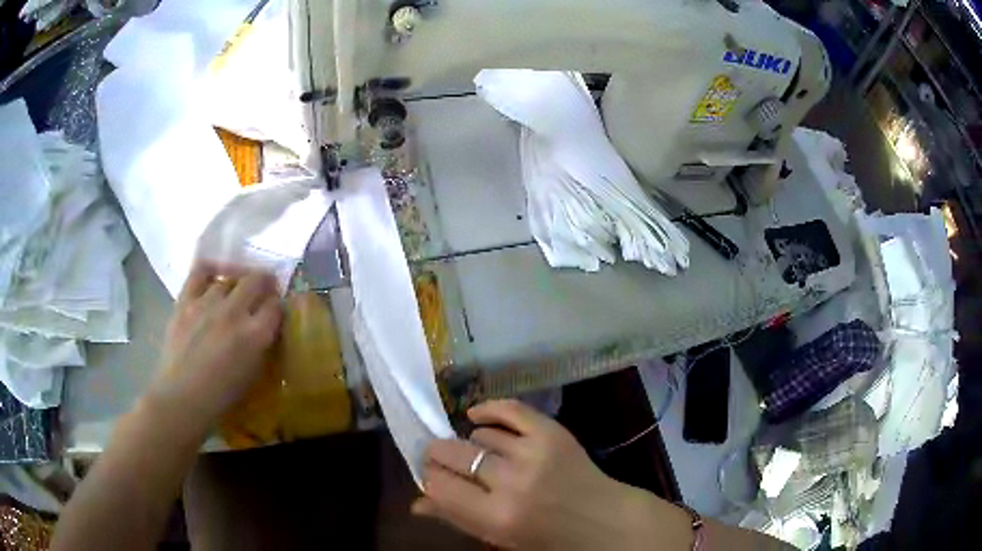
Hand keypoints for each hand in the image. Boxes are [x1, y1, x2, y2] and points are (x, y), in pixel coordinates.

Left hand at [146, 261, 282, 434]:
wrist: (182, 398)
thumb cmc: (221, 396)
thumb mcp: (252, 374)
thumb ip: (261, 345)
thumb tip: (265, 327)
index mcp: (255, 336)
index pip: (275, 306)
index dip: (277, 305)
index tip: (275, 309)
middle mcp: (233, 313)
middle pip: (255, 281)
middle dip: (263, 282)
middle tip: (263, 289)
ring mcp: (207, 304)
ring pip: (229, 278)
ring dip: (236, 282)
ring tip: (235, 289)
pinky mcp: (185, 301)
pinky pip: (200, 272)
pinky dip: (210, 269)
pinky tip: (214, 275)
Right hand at [413, 400, 663, 549]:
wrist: (602, 520)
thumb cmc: (547, 538)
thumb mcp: (500, 539)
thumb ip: (457, 519)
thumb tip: (415, 504)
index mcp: (497, 517)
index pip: (439, 485)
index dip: (429, 477)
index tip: (430, 475)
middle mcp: (512, 482)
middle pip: (453, 453)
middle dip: (438, 454)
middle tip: (440, 459)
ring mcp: (534, 452)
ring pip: (479, 434)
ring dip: (472, 444)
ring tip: (481, 456)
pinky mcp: (552, 432)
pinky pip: (509, 409)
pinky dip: (488, 410)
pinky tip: (477, 416)